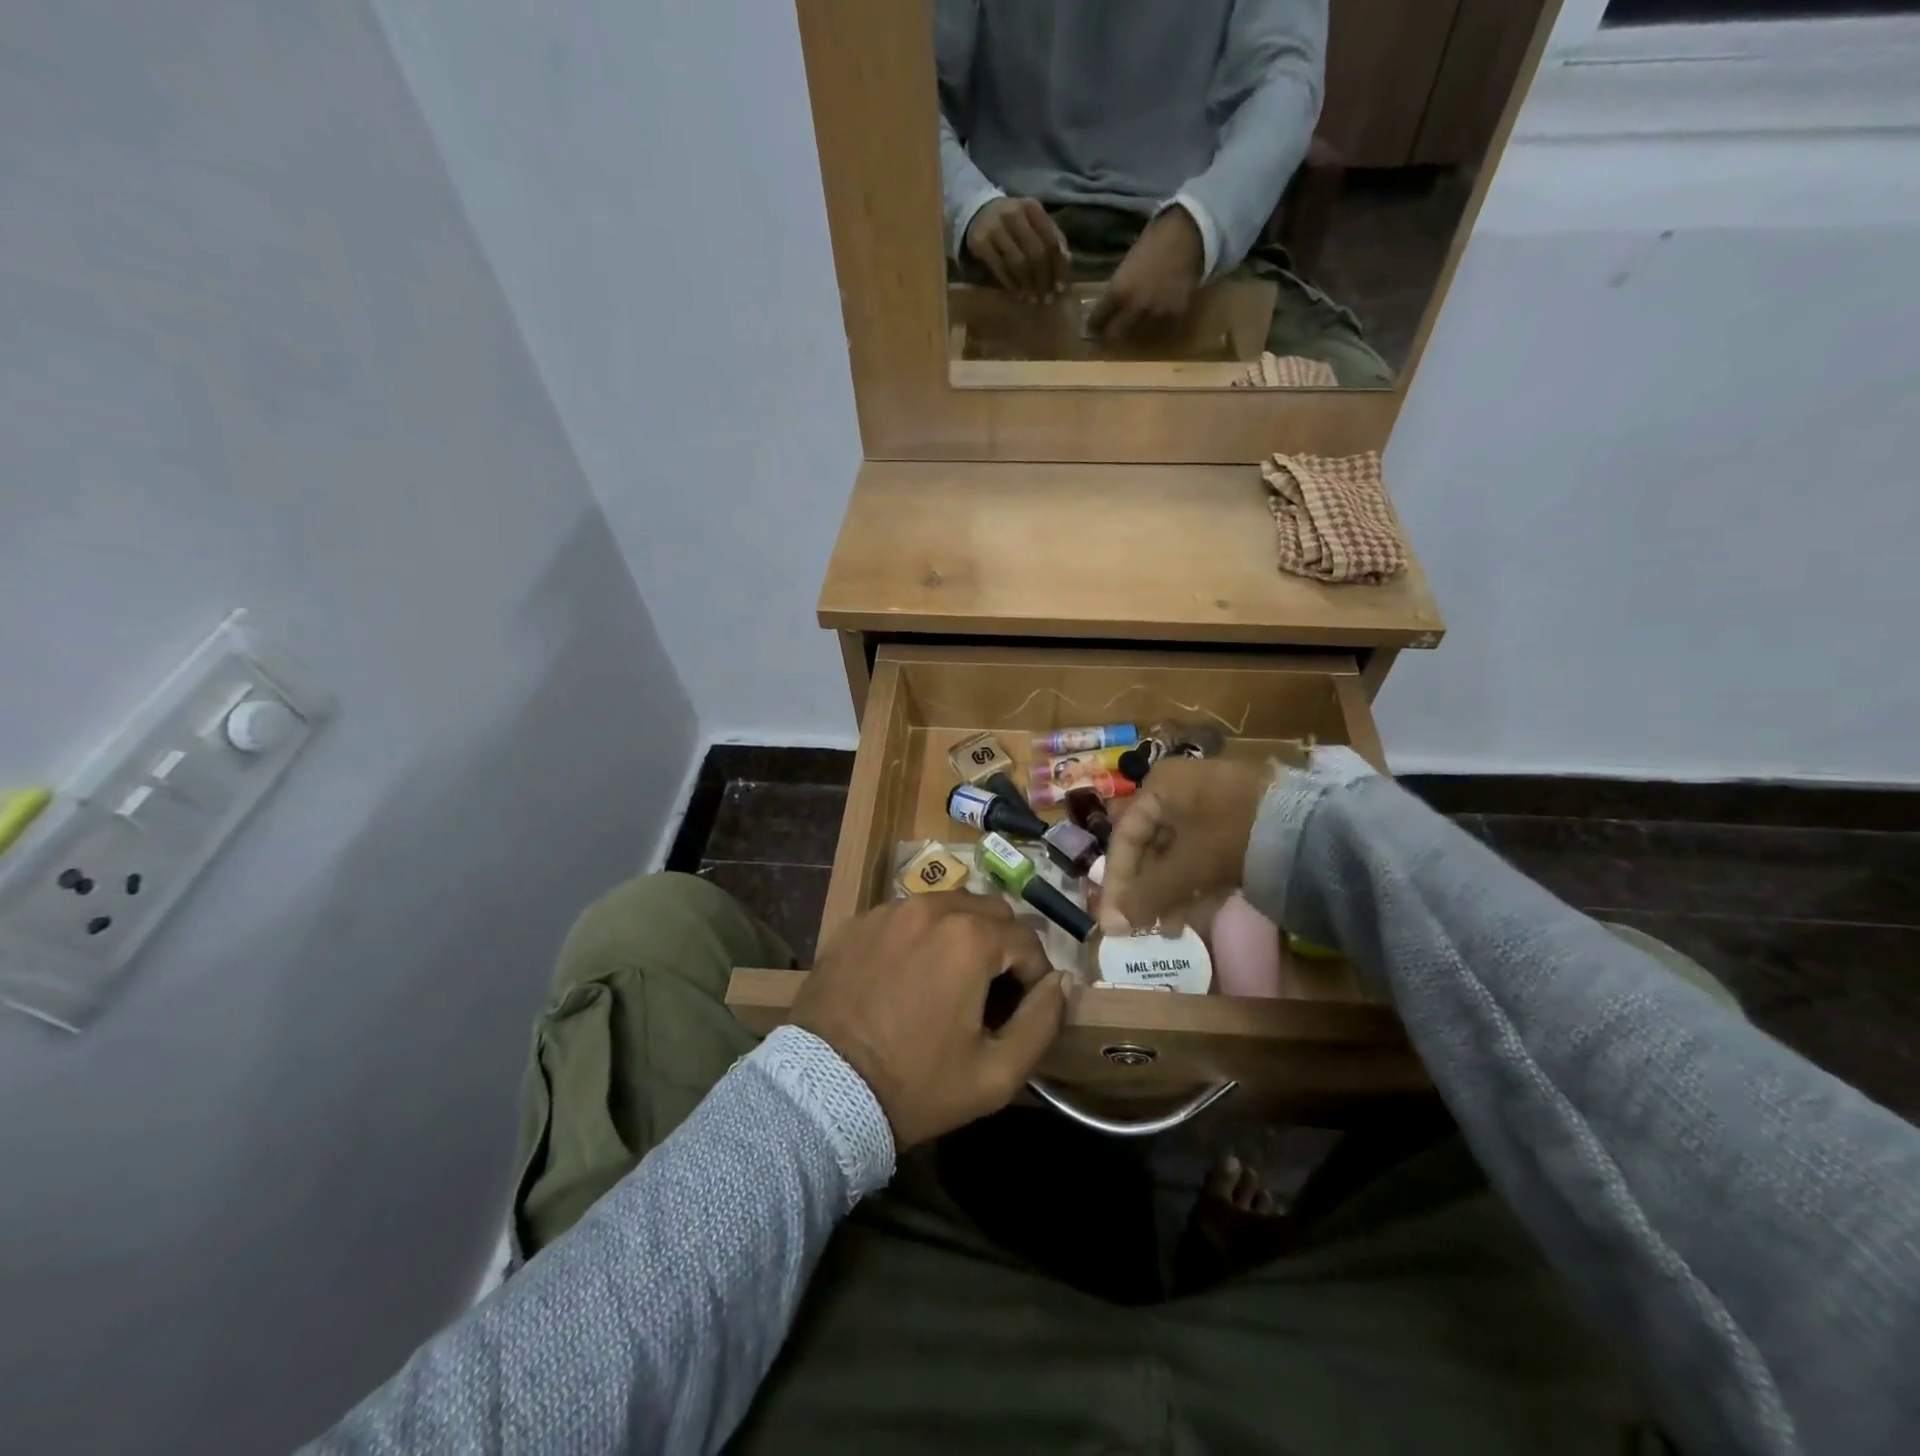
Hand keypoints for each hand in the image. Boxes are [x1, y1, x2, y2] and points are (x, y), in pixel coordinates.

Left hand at [792, 893, 1067, 1148]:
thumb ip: (1042, 1022)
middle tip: (990, 990)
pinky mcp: (857, 922)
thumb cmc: (917, 1085)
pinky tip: (908, 974)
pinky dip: (920, 935)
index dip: (1034, 975)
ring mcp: (889, 910)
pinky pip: (906, 915)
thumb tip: (1062, 982)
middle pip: (990, 910)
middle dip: (1002, 944)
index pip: (1028, 939)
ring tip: (949, 980)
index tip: (1022, 1008)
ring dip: (962, 934)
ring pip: (947, 905)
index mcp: (970, 938)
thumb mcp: (996, 1074)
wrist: (823, 1092)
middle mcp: (931, 908)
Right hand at [965, 197, 1068, 301]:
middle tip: (1046, 299)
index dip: (1057, 267)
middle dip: (1043, 280)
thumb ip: (1051, 239)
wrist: (978, 212)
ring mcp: (995, 228)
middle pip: (1035, 253)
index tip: (1060, 288)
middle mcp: (1014, 214)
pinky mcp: (980, 242)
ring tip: (1033, 300)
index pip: (1051, 241)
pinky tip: (1018, 295)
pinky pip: (1000, 269)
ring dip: (1028, 285)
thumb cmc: (1013, 223)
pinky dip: (1011, 285)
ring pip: (1018, 262)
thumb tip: (1066, 261)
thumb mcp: (1034, 223)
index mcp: (1032, 207)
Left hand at [1087, 207, 1203, 338]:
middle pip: (1114, 334)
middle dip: (1108, 335)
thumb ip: (1115, 292)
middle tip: (1107, 334)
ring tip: (1133, 325)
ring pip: (1137, 336)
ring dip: (1132, 332)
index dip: (1092, 326)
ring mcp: (1156, 314)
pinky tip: (1155, 316)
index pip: (1096, 321)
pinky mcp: (1174, 316)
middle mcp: (1135, 307)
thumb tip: (1103, 312)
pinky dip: (1155, 326)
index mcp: (1118, 292)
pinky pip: (1159, 330)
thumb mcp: (1125, 268)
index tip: (1091, 329)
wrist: (1186, 235)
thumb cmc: (1152, 245)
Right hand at [1097, 758, 1276, 935]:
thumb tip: (1115, 923)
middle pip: (1149, 845)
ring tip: (1169, 930)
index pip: (1124, 836)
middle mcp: (1180, 789)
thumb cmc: (1233, 834)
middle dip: (1145, 891)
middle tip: (1140, 929)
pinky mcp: (1236, 822)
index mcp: (1161, 786)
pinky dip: (1193, 884)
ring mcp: (1211, 804)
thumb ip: (1149, 894)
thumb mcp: (1187, 866)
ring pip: (1176, 853)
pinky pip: (1202, 854)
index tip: (1112, 921)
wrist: (1311, 825)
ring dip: (1168, 893)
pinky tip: (1191, 916)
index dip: (1116, 883)